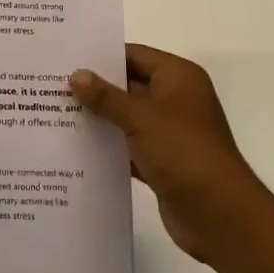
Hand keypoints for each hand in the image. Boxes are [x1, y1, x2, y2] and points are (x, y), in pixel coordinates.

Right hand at [70, 44, 264, 266]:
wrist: (220, 217)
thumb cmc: (183, 152)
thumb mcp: (141, 118)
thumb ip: (106, 96)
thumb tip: (76, 75)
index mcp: (178, 78)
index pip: (133, 55)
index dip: (101, 56)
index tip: (66, 57)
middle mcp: (175, 99)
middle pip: (128, 85)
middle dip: (95, 88)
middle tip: (53, 84)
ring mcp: (169, 132)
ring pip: (126, 117)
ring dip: (99, 118)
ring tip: (56, 112)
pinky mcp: (162, 162)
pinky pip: (129, 146)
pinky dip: (108, 146)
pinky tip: (75, 147)